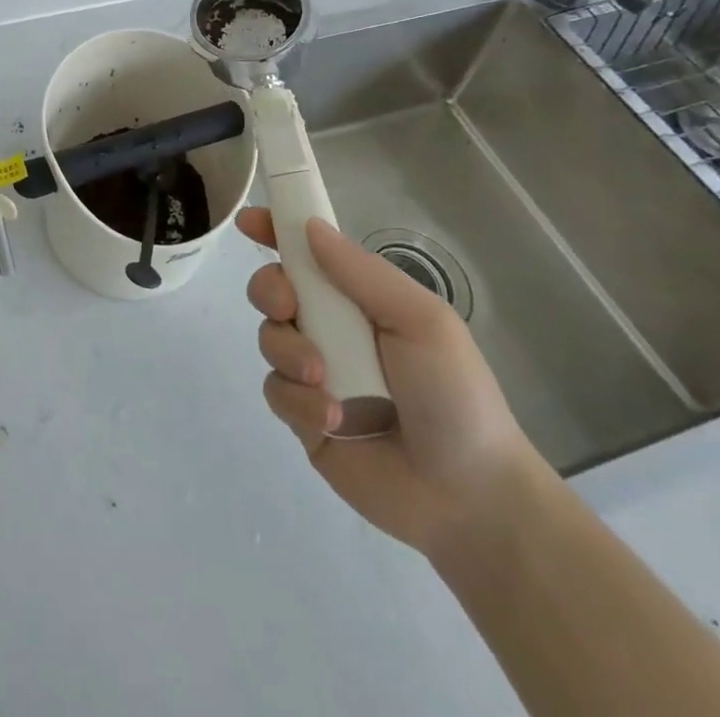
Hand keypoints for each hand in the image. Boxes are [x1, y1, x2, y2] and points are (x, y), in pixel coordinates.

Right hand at [238, 209, 546, 556]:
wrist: (469, 497)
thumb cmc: (454, 394)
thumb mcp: (420, 320)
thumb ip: (362, 272)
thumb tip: (308, 227)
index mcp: (360, 298)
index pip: (308, 254)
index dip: (276, 231)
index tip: (249, 221)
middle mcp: (331, 328)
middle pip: (273, 289)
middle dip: (270, 290)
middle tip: (289, 307)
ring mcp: (314, 373)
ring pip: (269, 338)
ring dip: (289, 351)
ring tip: (323, 380)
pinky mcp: (303, 416)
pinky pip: (275, 390)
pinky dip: (298, 400)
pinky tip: (333, 420)